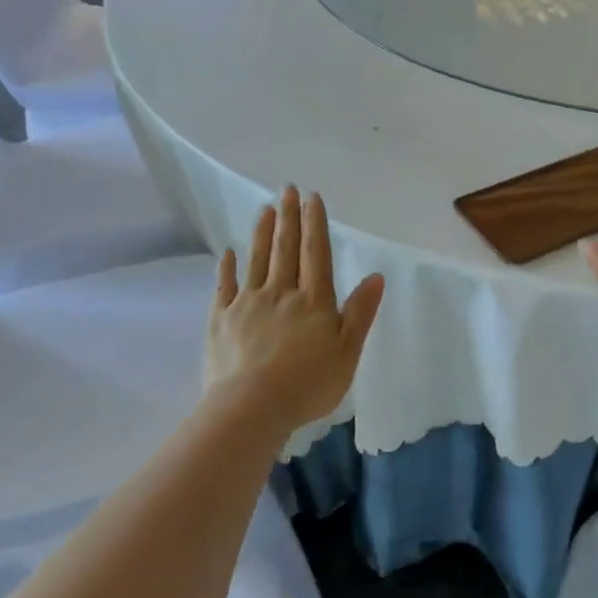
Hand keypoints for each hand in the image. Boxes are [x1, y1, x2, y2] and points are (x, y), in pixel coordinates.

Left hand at [206, 186, 384, 431]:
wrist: (251, 408)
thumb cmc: (308, 383)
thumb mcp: (347, 351)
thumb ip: (360, 312)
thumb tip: (375, 276)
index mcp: (314, 300)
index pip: (316, 253)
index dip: (315, 223)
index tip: (312, 197)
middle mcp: (281, 293)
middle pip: (285, 249)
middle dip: (288, 218)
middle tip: (287, 189)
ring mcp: (247, 304)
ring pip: (257, 260)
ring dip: (262, 233)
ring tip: (265, 209)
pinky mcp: (221, 321)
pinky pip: (224, 287)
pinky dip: (227, 268)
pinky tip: (228, 253)